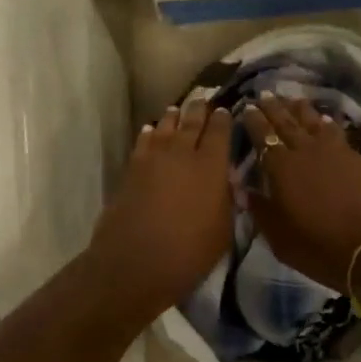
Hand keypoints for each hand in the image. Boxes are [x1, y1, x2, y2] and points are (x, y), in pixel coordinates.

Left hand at [89, 98, 235, 316]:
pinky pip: (144, 141)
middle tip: (203, 99)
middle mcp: (184, 153)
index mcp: (212, 166)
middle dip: (199, 109)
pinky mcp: (133, 167)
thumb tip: (227, 179)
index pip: (220, 132)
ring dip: (174, 116)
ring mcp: (155, 157)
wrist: (136, 262)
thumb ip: (228, 200)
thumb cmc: (189, 252)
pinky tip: (150, 130)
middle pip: (192, 122)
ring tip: (178, 109)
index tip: (226, 110)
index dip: (224, 119)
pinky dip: (149, 133)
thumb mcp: (223, 231)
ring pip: (166, 126)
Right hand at [241, 94, 360, 291]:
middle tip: (264, 93)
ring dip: (302, 110)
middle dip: (274, 108)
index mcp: (282, 169)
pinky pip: (338, 133)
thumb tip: (243, 190)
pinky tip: (327, 122)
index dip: (254, 121)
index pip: (263, 137)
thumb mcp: (280, 238)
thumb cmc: (321, 247)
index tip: (247, 107)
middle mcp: (306, 152)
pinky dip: (328, 125)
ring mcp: (337, 152)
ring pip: (314, 122)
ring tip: (294, 100)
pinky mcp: (360, 158)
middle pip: (287, 123)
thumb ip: (261, 210)